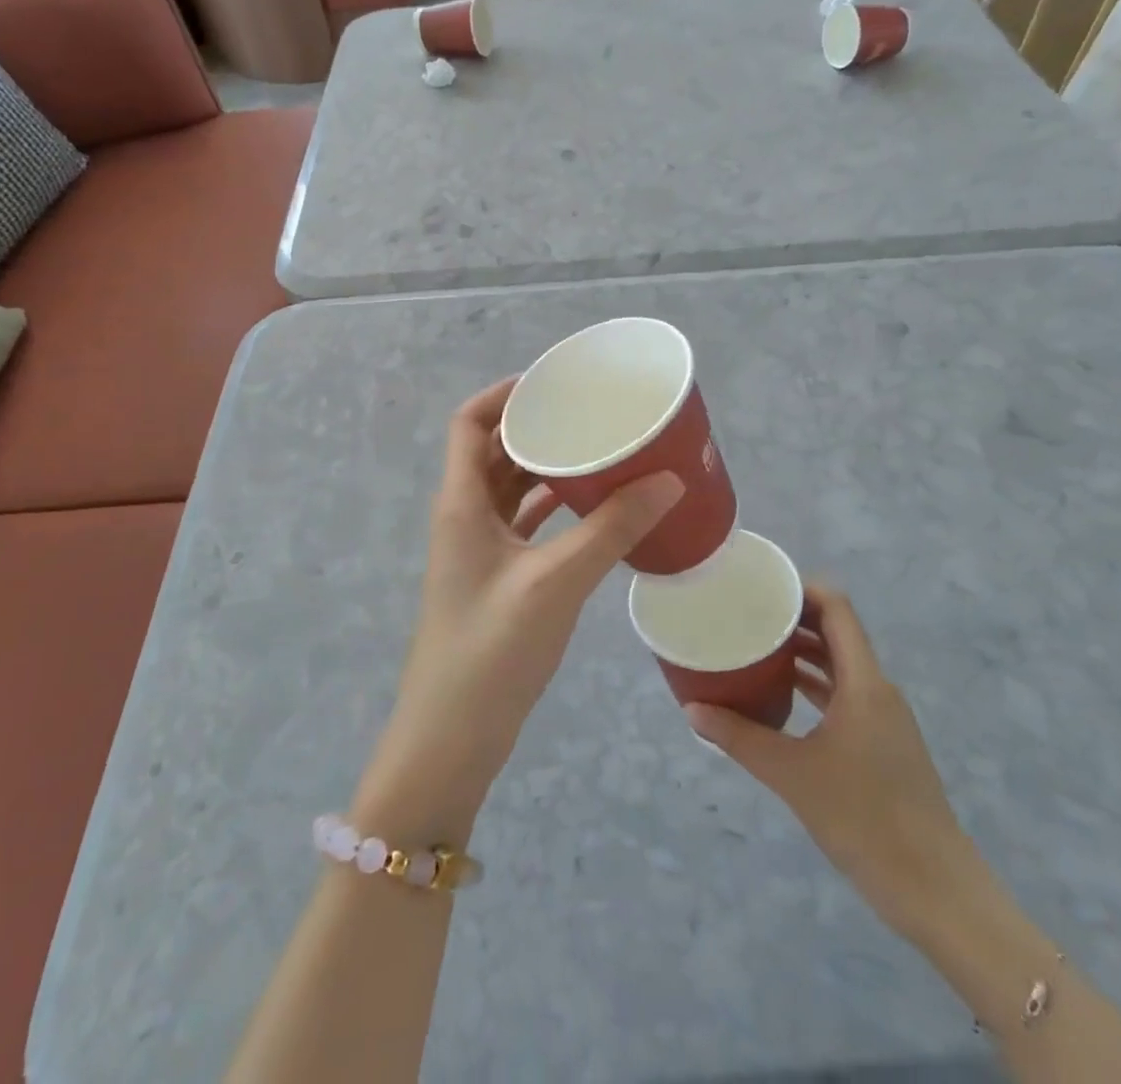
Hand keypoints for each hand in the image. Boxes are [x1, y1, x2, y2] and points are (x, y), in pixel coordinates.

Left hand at [353, 378, 683, 845]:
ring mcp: (479, 550)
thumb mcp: (555, 582)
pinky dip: (554, 508)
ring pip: (511, 488)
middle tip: (589, 414)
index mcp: (461, 502)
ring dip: (547, 468)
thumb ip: (612, 529)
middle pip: (495, 450)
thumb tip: (669, 480)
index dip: (504, 393)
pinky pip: (525, 524)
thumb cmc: (491, 650)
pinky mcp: (497, 579)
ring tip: (599, 452)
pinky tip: (595, 508)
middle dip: (537, 427)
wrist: (451, 739)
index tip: (553, 382)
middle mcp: (464, 516)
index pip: (470, 422)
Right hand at [686, 586, 978, 939]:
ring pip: (840, 665)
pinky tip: (782, 695)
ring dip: (803, 652)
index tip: (761, 585)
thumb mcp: (792, 774)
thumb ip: (740, 737)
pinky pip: (845, 695)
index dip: (802, 588)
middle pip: (837, 633)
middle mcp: (877, 689)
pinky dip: (815, 685)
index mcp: (864, 682)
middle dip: (794, 618)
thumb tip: (692, 710)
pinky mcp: (882, 743)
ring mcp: (883, 717)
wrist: (934, 889)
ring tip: (757, 646)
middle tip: (747, 613)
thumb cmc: (864, 819)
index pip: (837, 609)